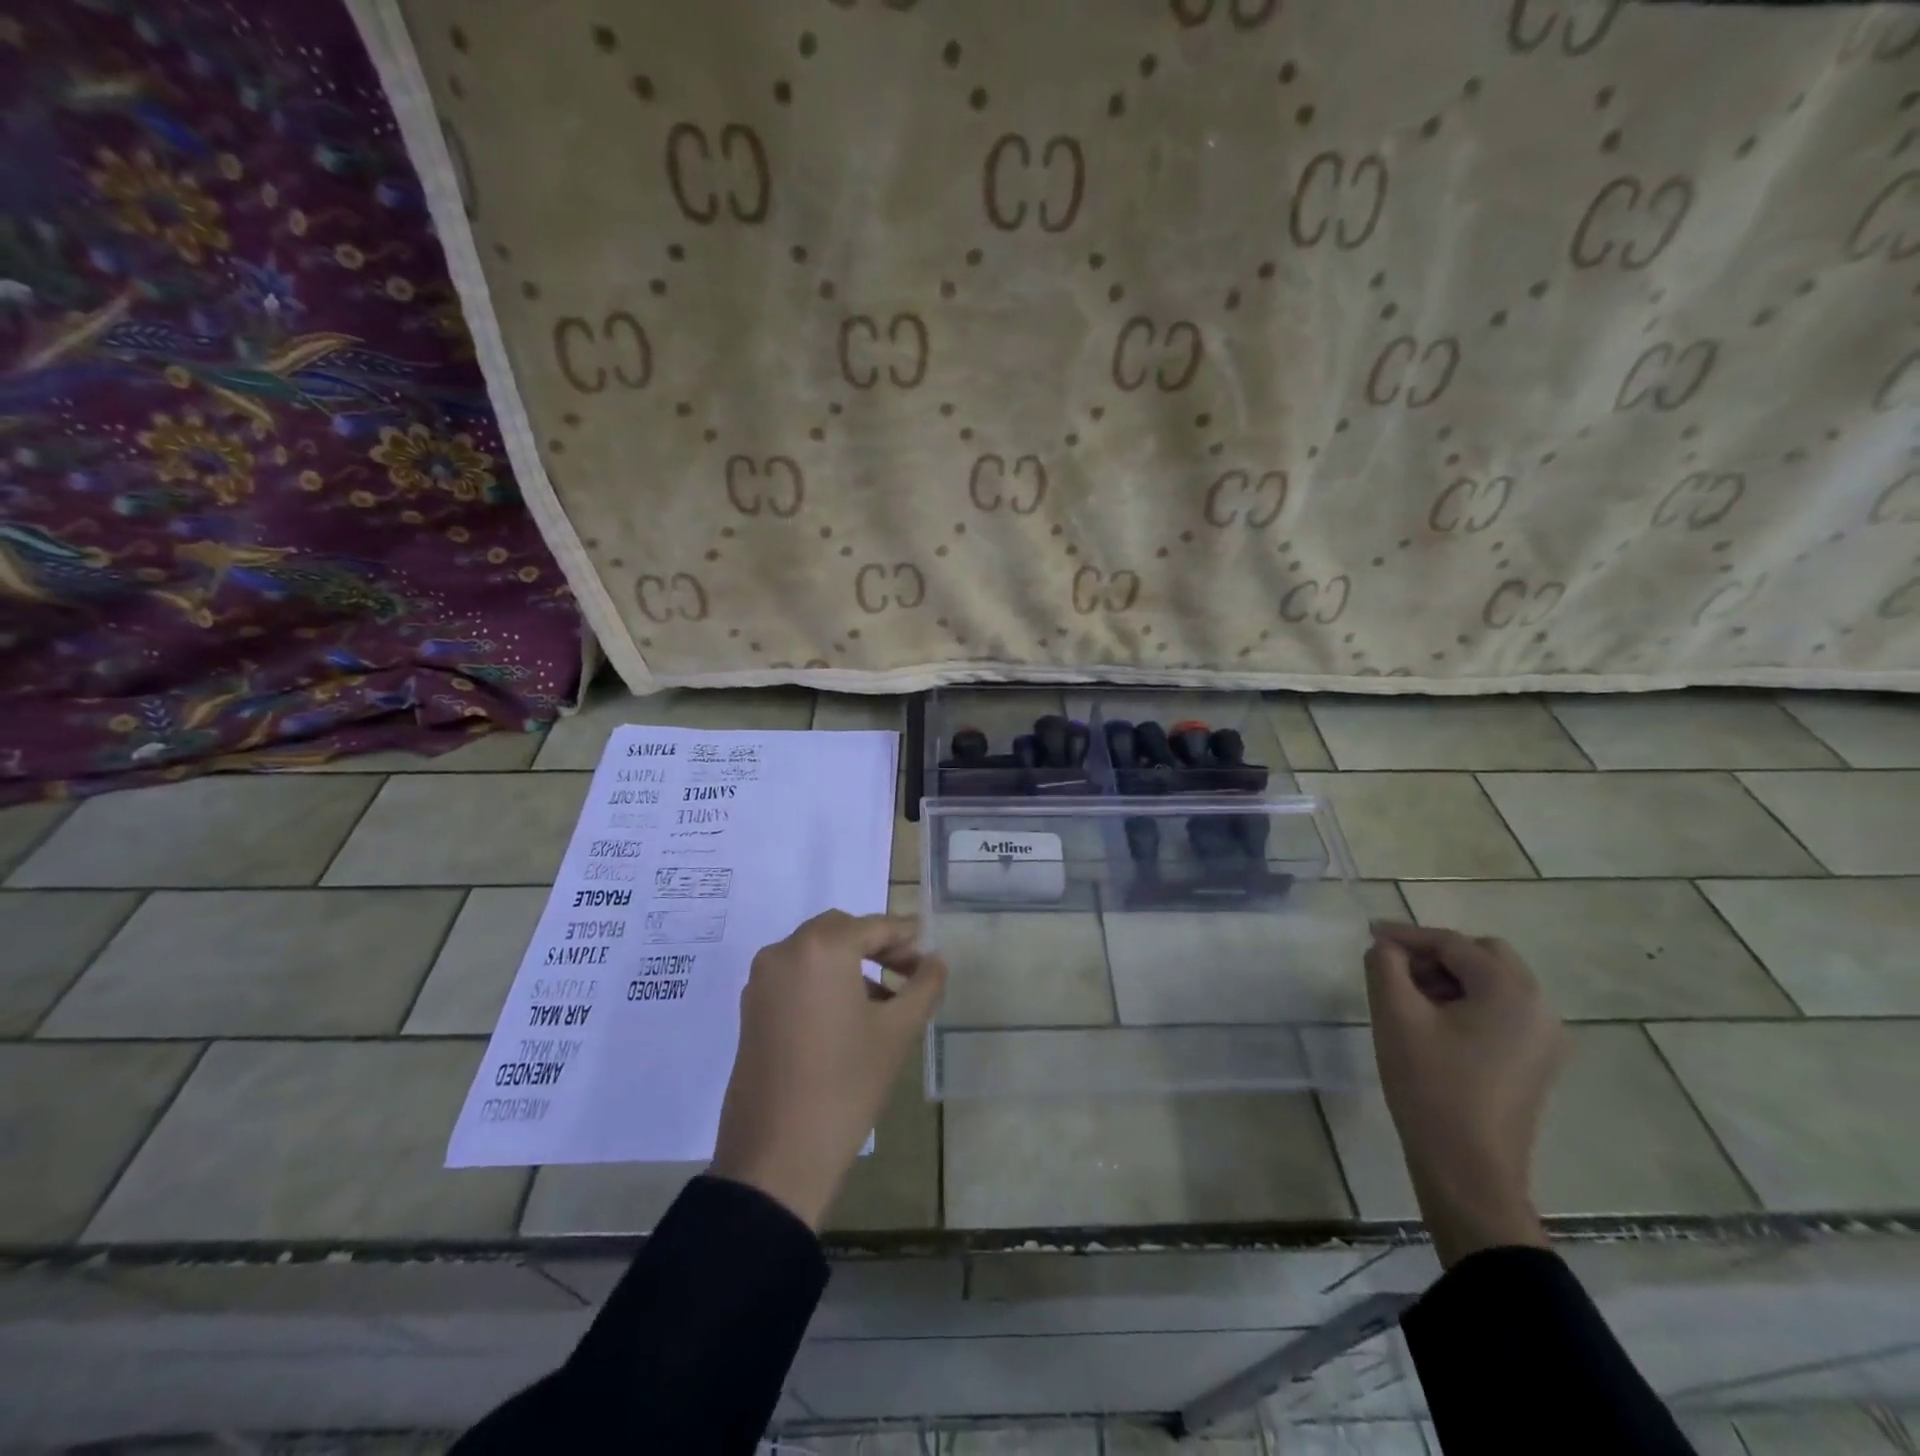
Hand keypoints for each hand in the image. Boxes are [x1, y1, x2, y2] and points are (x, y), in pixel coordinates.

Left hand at [711, 911, 946, 1229]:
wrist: (776, 1155)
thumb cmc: (846, 1085)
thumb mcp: (897, 1032)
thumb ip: (924, 986)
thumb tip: (935, 961)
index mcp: (821, 948)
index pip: (874, 926)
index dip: (906, 937)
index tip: (929, 955)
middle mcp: (785, 951)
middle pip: (841, 931)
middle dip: (877, 945)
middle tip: (908, 973)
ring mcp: (762, 979)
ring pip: (815, 952)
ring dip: (851, 963)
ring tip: (884, 1000)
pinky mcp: (751, 1008)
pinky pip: (795, 976)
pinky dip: (823, 980)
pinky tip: (848, 1016)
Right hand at [1364, 921, 1569, 1266]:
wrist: (1469, 1169)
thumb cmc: (1430, 1086)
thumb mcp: (1395, 1015)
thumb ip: (1385, 966)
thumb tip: (1387, 948)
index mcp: (1511, 991)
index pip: (1453, 943)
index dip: (1407, 934)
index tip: (1369, 934)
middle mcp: (1540, 1008)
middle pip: (1484, 957)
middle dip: (1435, 954)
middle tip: (1394, 968)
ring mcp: (1545, 1039)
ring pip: (1494, 985)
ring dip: (1451, 979)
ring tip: (1408, 997)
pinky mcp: (1537, 1063)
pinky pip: (1502, 1013)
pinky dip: (1468, 1004)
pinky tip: (1434, 1024)